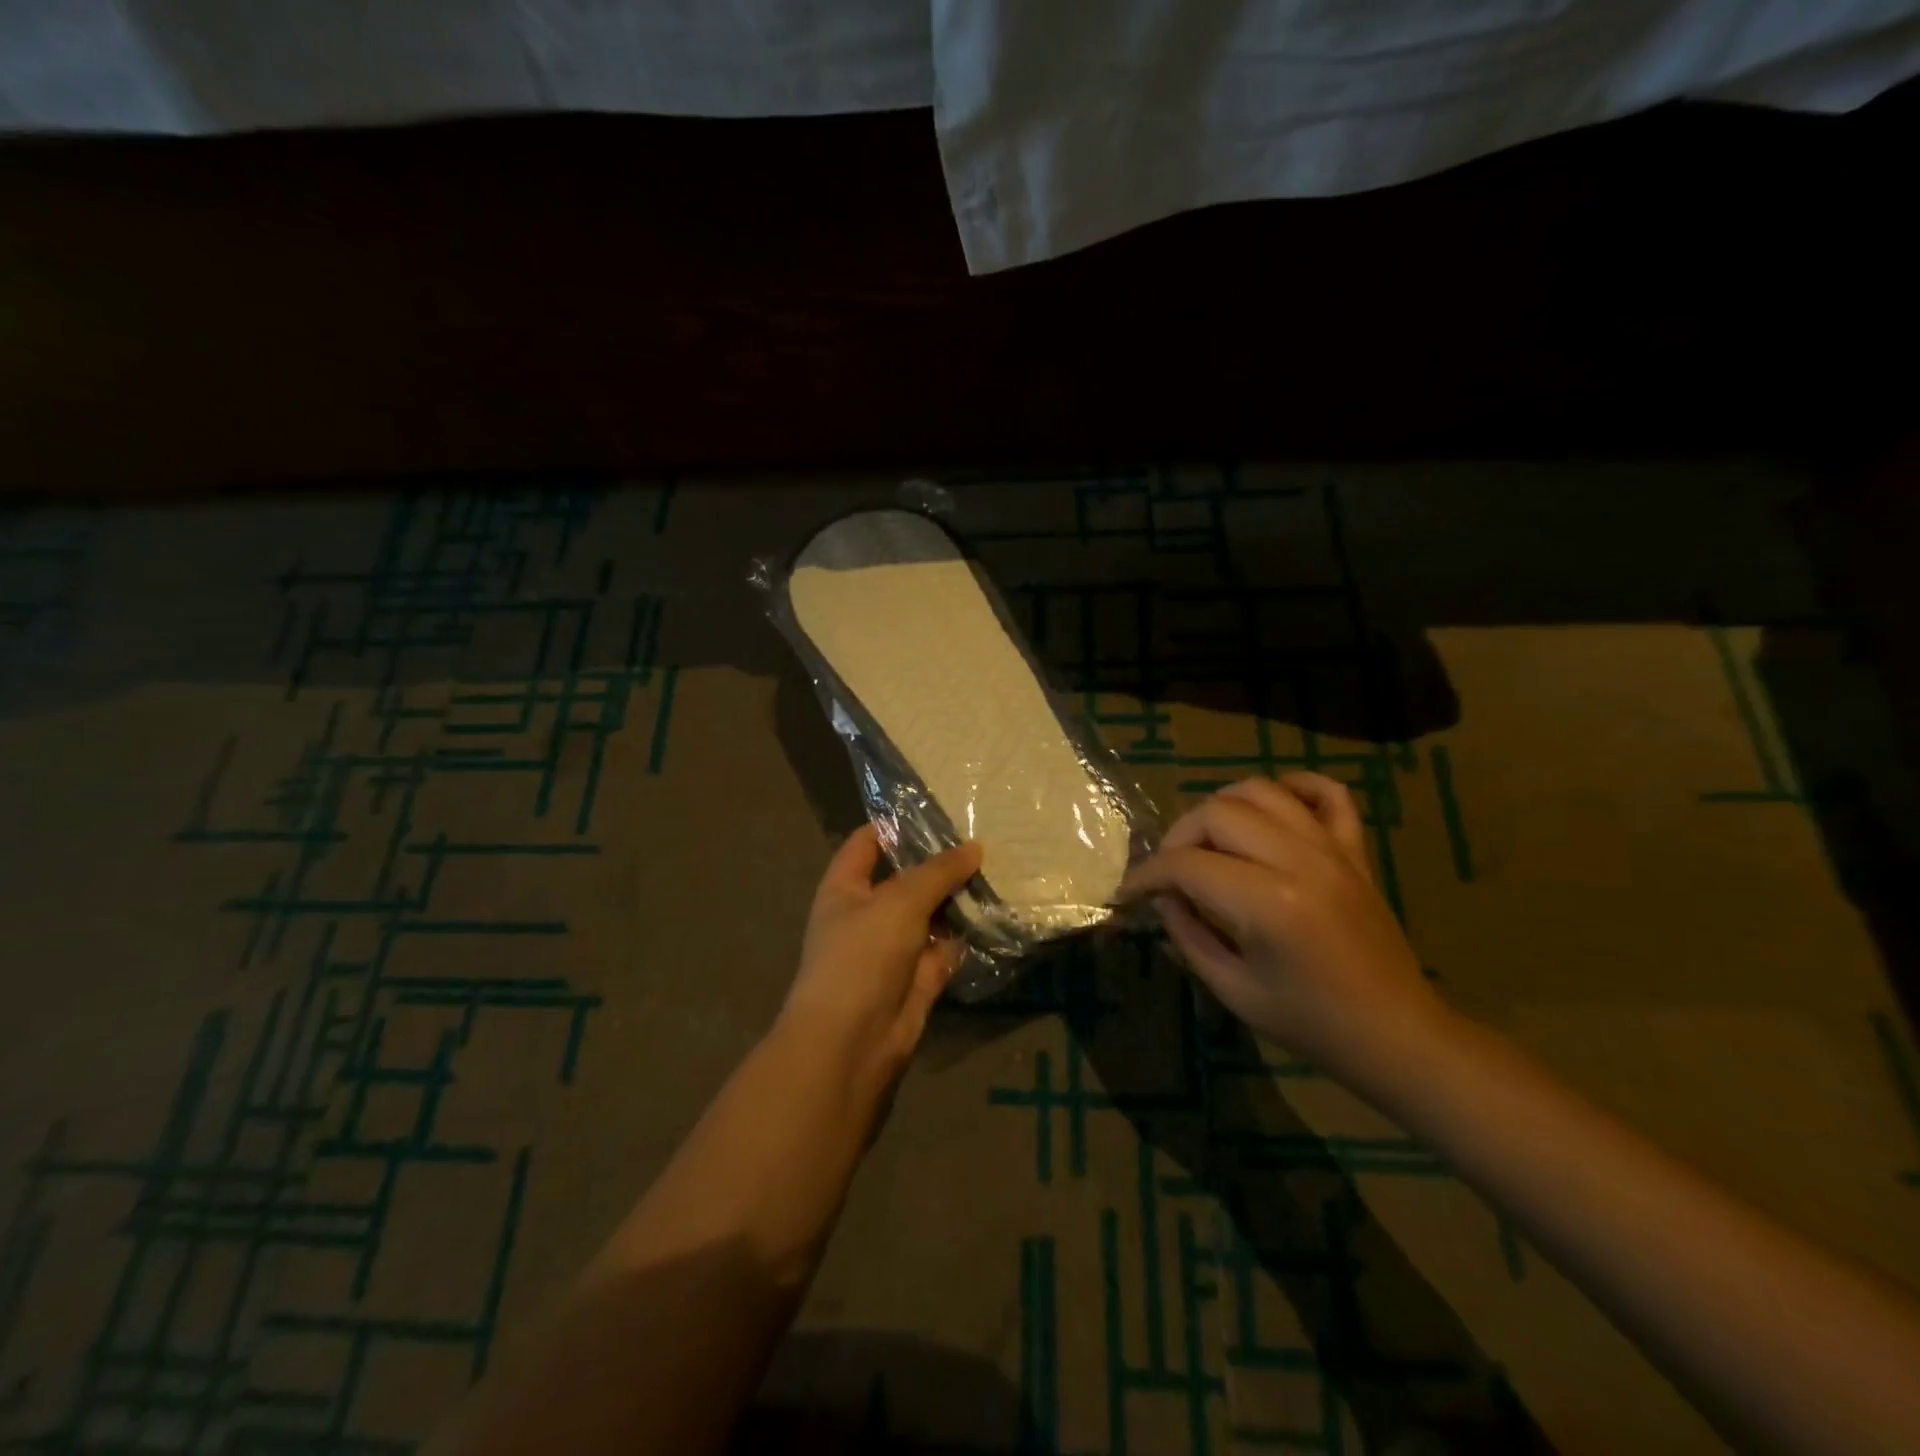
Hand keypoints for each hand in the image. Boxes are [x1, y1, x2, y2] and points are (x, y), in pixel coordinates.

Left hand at [779, 825, 982, 1099]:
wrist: (852, 1041)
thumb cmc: (862, 955)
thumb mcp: (899, 901)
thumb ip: (938, 872)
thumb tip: (975, 847)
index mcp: (846, 887)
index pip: (868, 842)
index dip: (897, 825)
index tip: (939, 809)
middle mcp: (868, 913)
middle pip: (906, 878)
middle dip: (940, 862)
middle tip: (984, 836)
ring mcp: (894, 947)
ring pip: (931, 914)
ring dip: (959, 898)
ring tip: (1000, 867)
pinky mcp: (919, 977)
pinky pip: (946, 947)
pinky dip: (967, 935)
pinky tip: (998, 912)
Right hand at [1121, 773, 1444, 1085]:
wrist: (1397, 1034)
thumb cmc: (1311, 1024)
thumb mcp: (1233, 990)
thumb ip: (1188, 934)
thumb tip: (1162, 896)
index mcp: (1269, 904)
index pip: (1187, 864)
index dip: (1148, 875)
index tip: (1130, 891)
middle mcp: (1300, 861)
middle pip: (1217, 812)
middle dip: (1178, 837)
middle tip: (1169, 872)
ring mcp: (1333, 848)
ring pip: (1261, 791)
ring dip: (1222, 808)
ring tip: (1209, 841)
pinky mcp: (1355, 849)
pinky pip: (1328, 792)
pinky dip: (1294, 787)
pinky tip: (1271, 810)